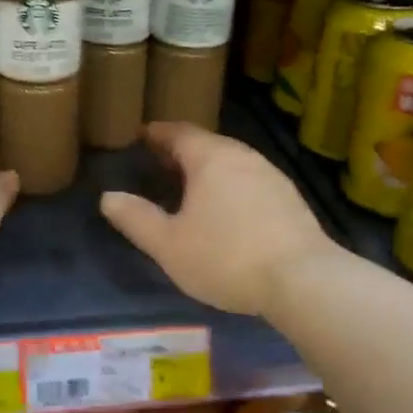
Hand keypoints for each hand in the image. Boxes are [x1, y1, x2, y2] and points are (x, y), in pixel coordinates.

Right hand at [100, 122, 337, 316]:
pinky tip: (226, 212)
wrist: (303, 280)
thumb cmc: (226, 257)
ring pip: (231, 164)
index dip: (157, 133)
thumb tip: (109, 197)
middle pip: (207, 145)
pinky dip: (230, 187)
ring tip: (189, 189)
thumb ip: (137, 219)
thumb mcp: (169, 245)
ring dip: (208, 171)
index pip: (178, 132)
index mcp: (211, 158)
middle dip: (181, 152)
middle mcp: (243, 157)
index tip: (141, 136)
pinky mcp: (290, 200)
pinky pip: (250, 183)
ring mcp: (271, 176)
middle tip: (159, 164)